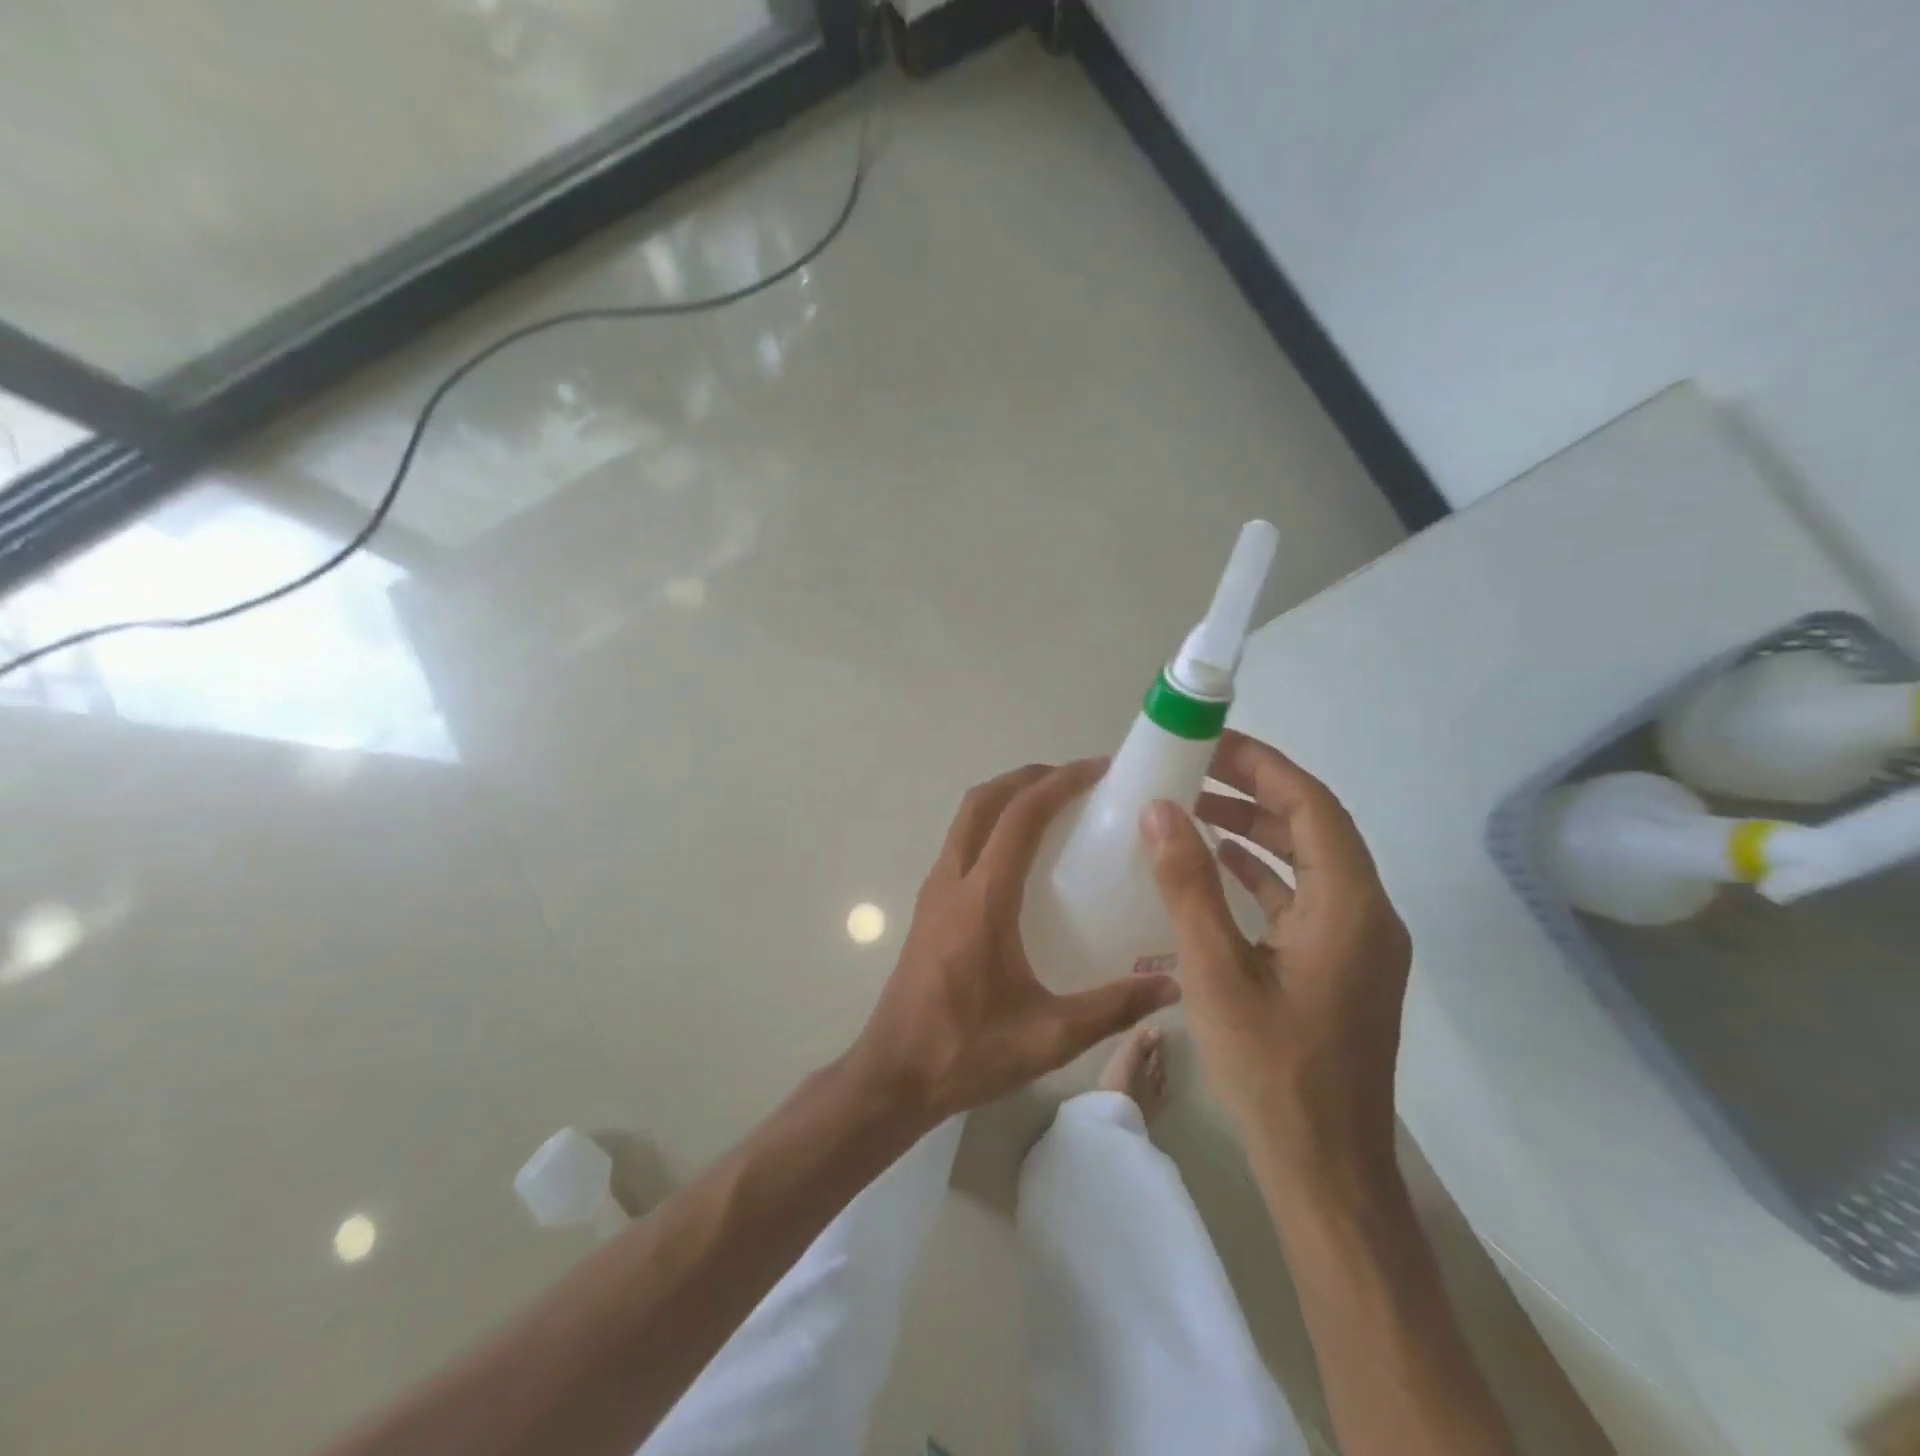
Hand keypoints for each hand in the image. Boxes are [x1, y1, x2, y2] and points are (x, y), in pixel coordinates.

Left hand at [849, 759, 1181, 1123]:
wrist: (892, 1075)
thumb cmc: (966, 1052)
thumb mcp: (1049, 1037)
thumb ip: (1113, 1008)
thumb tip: (1171, 987)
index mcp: (982, 900)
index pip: (1019, 818)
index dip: (1059, 783)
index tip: (1097, 770)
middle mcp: (952, 882)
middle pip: (982, 801)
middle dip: (1028, 777)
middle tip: (1075, 780)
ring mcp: (934, 892)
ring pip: (965, 819)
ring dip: (1005, 798)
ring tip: (1052, 807)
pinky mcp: (928, 908)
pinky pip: (960, 844)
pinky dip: (990, 826)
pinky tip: (1020, 858)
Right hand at [1141, 731, 1410, 1186]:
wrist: (1325, 1171)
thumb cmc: (1272, 1071)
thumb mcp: (1216, 972)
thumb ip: (1188, 885)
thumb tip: (1160, 809)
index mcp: (1349, 907)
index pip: (1311, 805)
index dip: (1262, 765)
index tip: (1209, 742)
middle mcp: (1366, 914)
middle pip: (1313, 827)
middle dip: (1254, 791)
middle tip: (1191, 769)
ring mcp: (1357, 943)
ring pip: (1307, 862)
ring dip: (1255, 830)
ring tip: (1192, 810)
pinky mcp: (1340, 966)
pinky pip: (1302, 898)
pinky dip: (1260, 873)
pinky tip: (1215, 868)